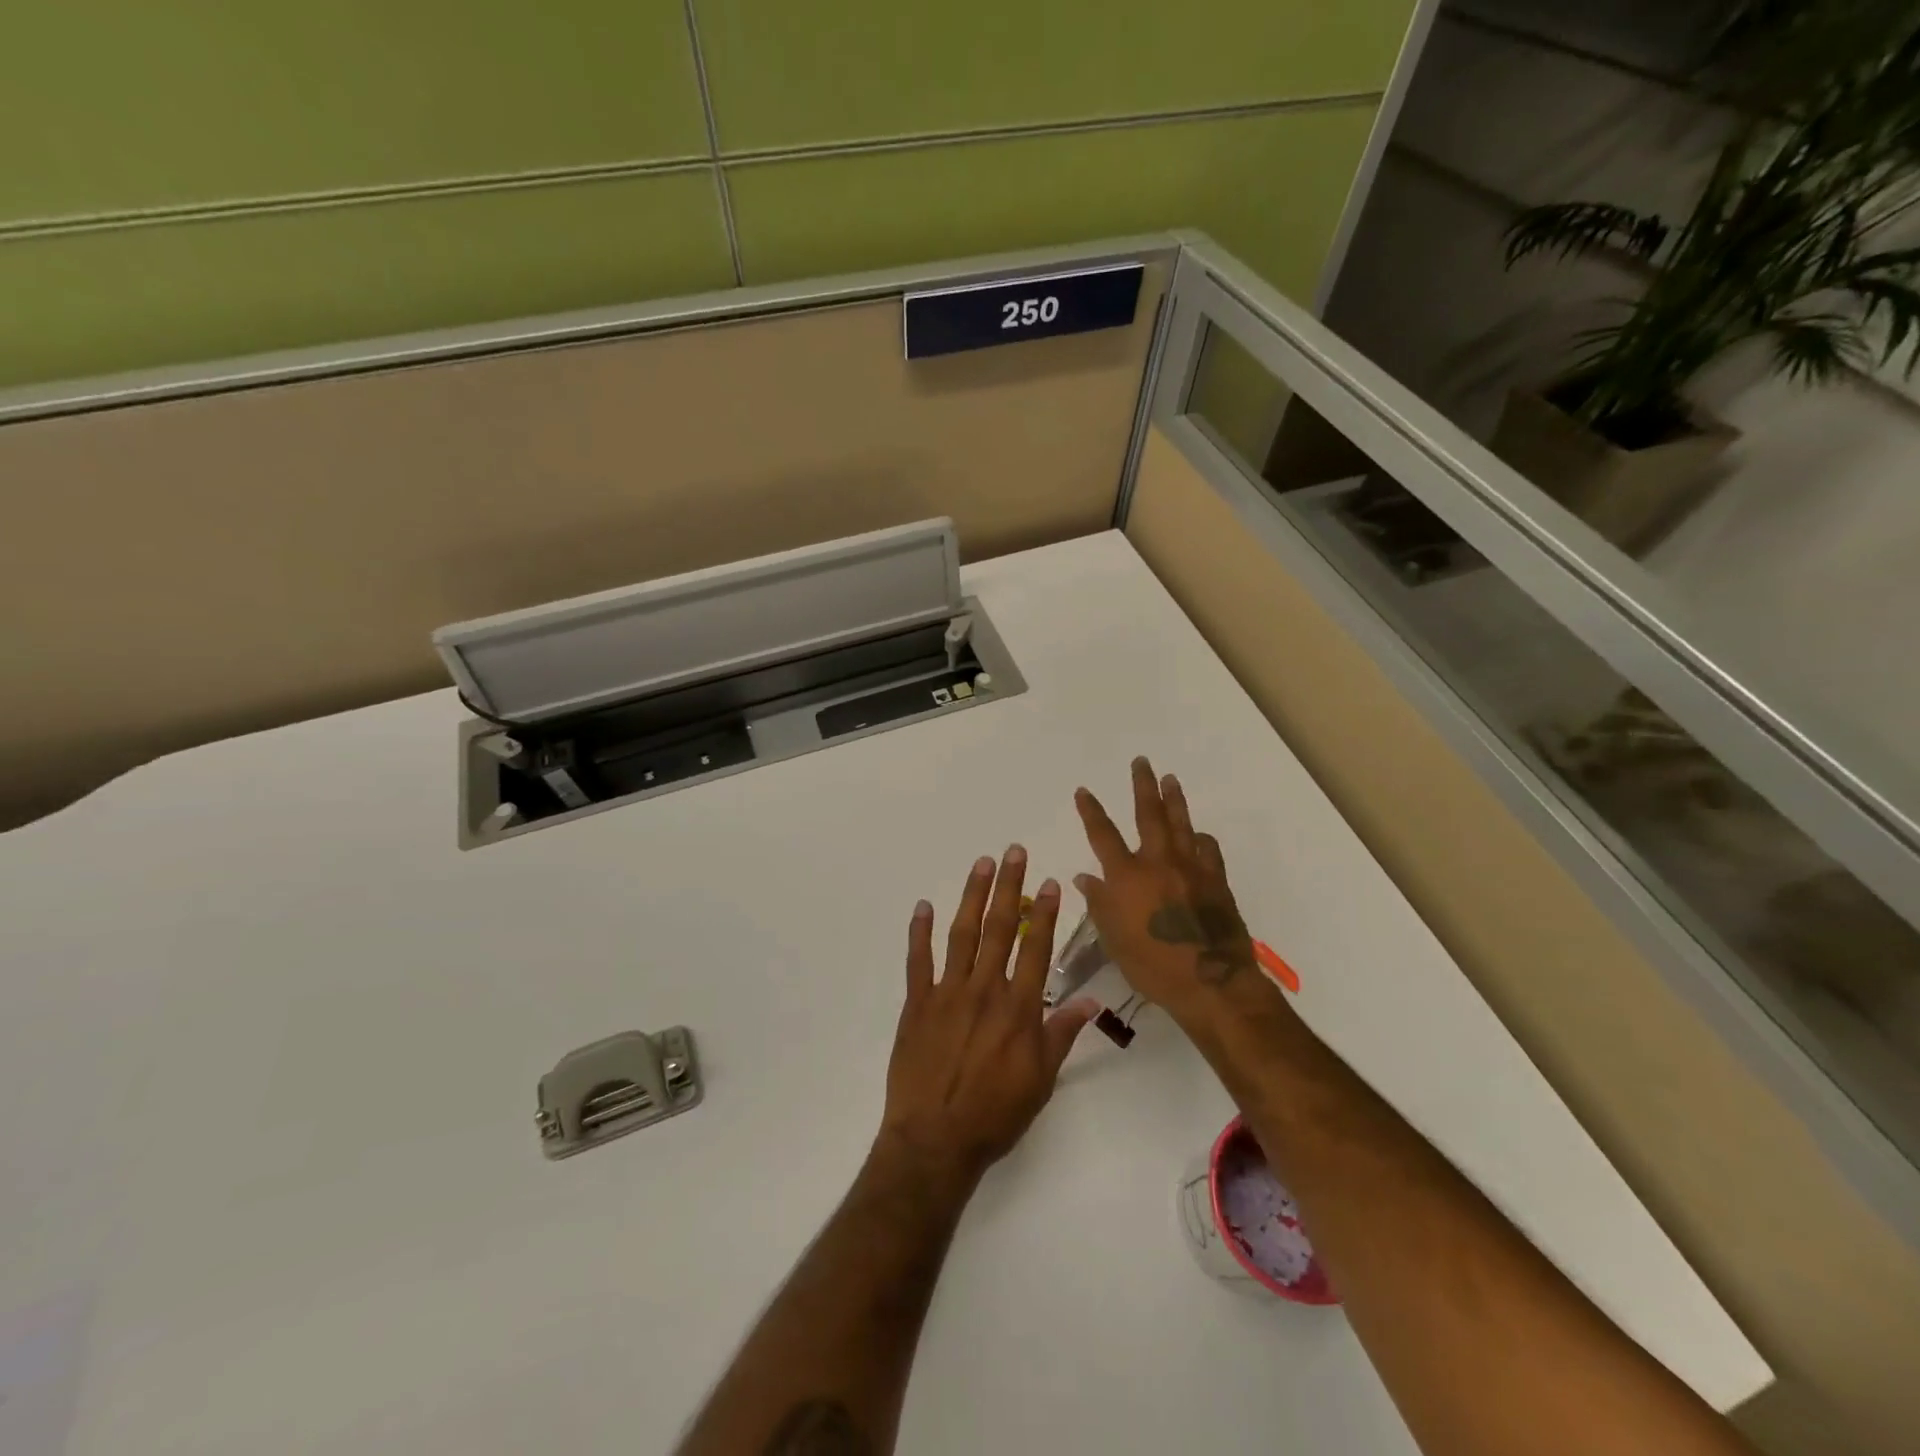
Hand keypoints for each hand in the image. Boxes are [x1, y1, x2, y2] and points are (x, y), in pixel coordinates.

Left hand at [879, 847, 1100, 1181]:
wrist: (936, 1140)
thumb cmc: (996, 1113)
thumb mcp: (1041, 1080)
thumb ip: (1062, 1034)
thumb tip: (1091, 1001)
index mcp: (1018, 1008)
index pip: (1035, 949)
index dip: (1045, 913)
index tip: (1050, 882)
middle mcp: (985, 990)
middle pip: (999, 929)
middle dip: (1009, 887)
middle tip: (1013, 852)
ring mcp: (947, 993)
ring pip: (962, 934)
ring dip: (971, 896)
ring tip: (981, 864)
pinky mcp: (917, 1004)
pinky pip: (918, 961)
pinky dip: (920, 932)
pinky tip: (923, 907)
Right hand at [1074, 757, 1289, 1029]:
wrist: (1211, 982)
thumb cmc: (1152, 967)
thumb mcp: (1114, 940)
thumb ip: (1100, 905)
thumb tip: (1085, 877)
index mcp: (1127, 877)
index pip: (1103, 835)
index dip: (1091, 810)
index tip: (1083, 790)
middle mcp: (1158, 863)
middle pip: (1149, 814)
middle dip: (1143, 786)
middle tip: (1142, 762)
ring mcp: (1191, 869)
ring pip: (1181, 824)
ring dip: (1174, 799)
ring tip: (1171, 779)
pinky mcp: (1216, 880)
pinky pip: (1208, 850)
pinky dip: (1200, 839)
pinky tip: (1198, 836)